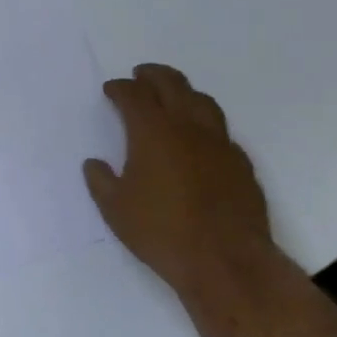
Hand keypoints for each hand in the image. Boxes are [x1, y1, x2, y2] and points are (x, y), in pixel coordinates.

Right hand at [83, 64, 283, 301]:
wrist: (226, 261)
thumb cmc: (162, 232)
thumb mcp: (115, 209)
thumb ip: (101, 181)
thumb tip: (94, 164)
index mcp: (153, 132)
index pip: (134, 95)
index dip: (120, 88)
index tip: (111, 89)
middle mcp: (188, 127)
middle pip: (172, 85)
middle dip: (153, 75)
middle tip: (140, 75)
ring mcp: (220, 143)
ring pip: (202, 101)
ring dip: (183, 92)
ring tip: (172, 96)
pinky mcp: (241, 163)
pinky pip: (221, 130)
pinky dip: (204, 123)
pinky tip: (199, 138)